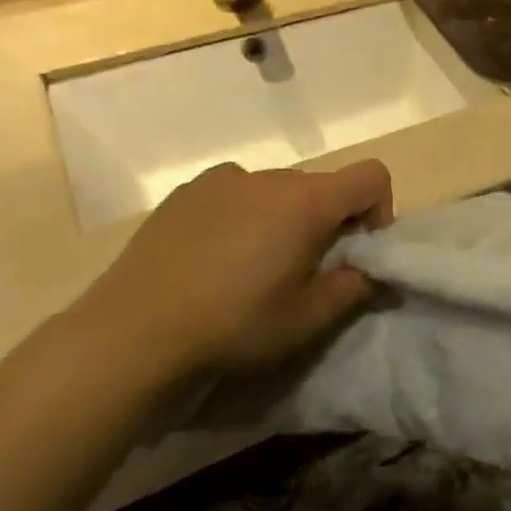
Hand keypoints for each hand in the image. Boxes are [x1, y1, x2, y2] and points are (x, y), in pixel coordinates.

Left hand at [65, 161, 392, 385]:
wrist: (131, 333)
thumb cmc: (233, 325)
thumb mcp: (307, 319)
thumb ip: (355, 288)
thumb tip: (379, 276)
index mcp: (307, 202)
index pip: (371, 176)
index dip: (379, 210)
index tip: (358, 250)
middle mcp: (269, 177)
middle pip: (324, 186)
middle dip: (330, 220)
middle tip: (307, 269)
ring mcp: (223, 180)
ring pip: (279, 190)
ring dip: (286, 217)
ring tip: (256, 266)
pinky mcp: (186, 193)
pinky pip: (236, 193)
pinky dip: (244, 214)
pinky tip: (216, 256)